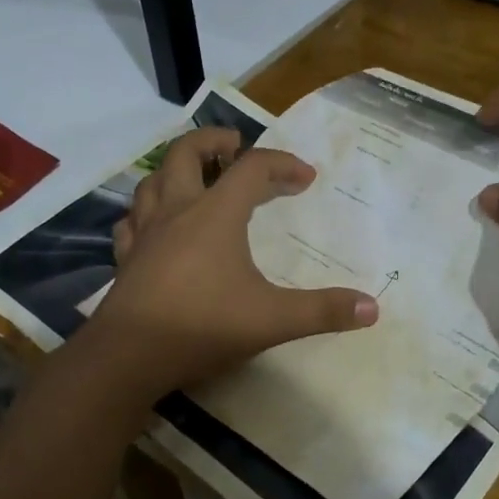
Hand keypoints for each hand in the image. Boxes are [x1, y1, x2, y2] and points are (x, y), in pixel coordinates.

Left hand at [82, 127, 377, 398]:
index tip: (305, 178)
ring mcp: (145, 233)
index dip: (282, 165)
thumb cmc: (203, 326)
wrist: (129, 356)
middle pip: (186, 153)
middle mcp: (177, 211)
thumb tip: (373, 308)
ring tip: (195, 177)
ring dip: (175, 170)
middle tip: (234, 145)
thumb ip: (323, 312)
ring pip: (152, 180)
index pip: (252, 169)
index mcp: (215, 214)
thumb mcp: (272, 320)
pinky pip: (132, 220)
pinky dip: (146, 211)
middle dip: (213, 142)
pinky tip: (155, 224)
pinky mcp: (125, 258)